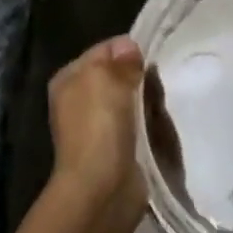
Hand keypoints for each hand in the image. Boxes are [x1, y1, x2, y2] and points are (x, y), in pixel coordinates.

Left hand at [47, 35, 146, 213]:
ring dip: (146, 101)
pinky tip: (161, 123)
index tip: (153, 57)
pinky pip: (137, 124)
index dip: (128, 50)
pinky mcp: (114, 148)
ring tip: (164, 101)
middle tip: (161, 80)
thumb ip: (120, 59)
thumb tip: (129, 47)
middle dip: (140, 76)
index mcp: (68, 78)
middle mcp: (78, 100)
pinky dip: (148, 123)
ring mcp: (96, 126)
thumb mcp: (107, 78)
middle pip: (117, 76)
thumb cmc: (99, 125)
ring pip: (129, 100)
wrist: (101, 186)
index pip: (104, 50)